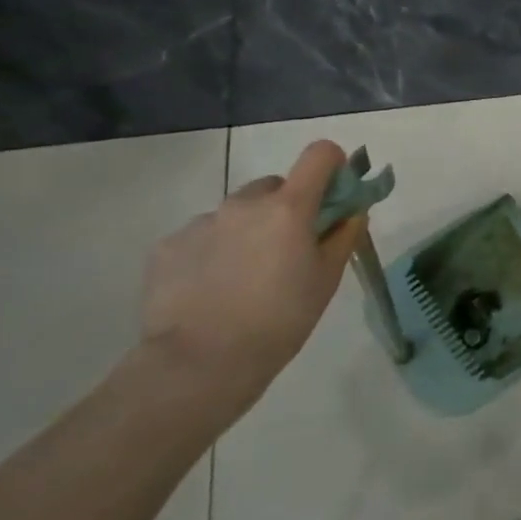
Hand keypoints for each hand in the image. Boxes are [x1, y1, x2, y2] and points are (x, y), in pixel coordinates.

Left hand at [138, 141, 363, 421]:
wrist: (199, 364)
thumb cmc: (280, 320)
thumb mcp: (327, 279)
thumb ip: (343, 236)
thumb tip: (353, 211)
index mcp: (289, 207)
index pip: (320, 154)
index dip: (332, 166)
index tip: (334, 194)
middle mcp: (244, 203)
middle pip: (275, 186)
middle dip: (286, 207)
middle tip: (288, 250)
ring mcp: (201, 222)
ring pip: (236, 212)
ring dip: (248, 229)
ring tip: (244, 277)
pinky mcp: (168, 246)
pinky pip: (202, 235)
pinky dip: (213, 251)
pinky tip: (212, 289)